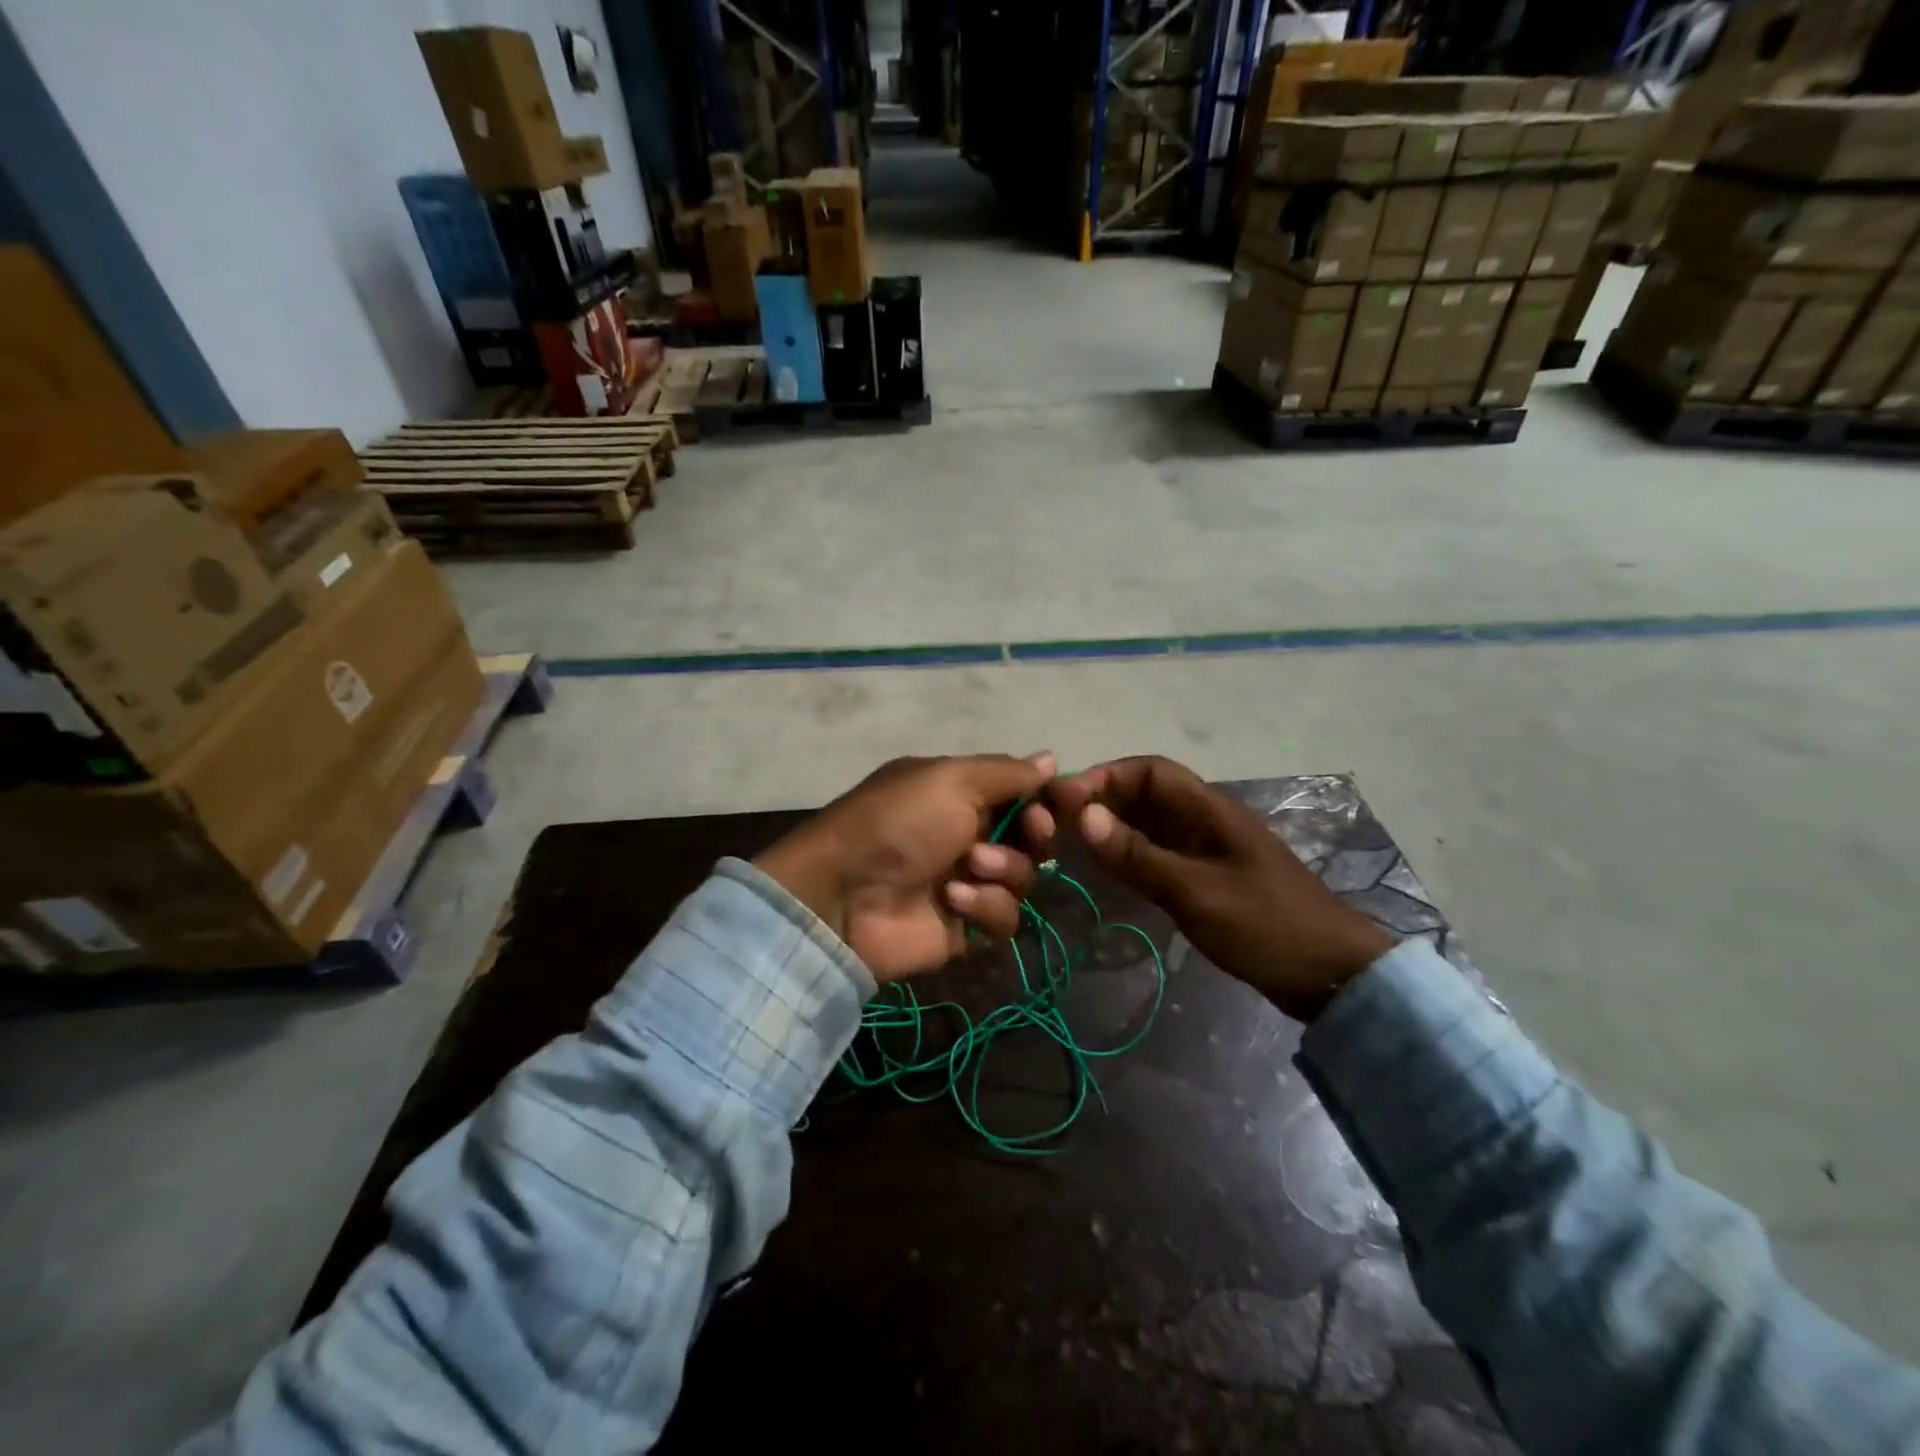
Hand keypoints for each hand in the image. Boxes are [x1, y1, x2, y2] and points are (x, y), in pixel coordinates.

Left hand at [754, 753, 1057, 982]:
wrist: (843, 896)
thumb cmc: (898, 823)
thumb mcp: (950, 780)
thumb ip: (1006, 772)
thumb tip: (1051, 759)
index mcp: (960, 794)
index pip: (1021, 793)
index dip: (1047, 797)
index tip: (1070, 799)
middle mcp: (968, 835)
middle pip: (1031, 837)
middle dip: (1035, 833)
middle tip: (1031, 832)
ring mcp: (967, 882)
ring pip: (1024, 877)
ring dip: (1004, 869)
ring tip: (969, 867)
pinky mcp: (965, 927)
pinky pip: (1005, 918)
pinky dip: (985, 907)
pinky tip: (953, 901)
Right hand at [1047, 757, 1393, 1019]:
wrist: (1331, 975)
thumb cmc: (1265, 925)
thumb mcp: (1195, 891)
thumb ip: (1138, 855)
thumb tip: (1082, 815)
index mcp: (1210, 810)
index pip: (1151, 771)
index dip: (1107, 776)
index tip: (1066, 799)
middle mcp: (1206, 820)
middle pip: (1147, 794)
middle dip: (1103, 800)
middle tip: (1058, 823)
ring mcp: (1209, 850)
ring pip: (1150, 824)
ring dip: (1113, 827)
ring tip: (1071, 844)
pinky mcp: (1209, 877)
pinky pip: (1160, 853)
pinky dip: (1130, 854)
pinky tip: (1107, 870)